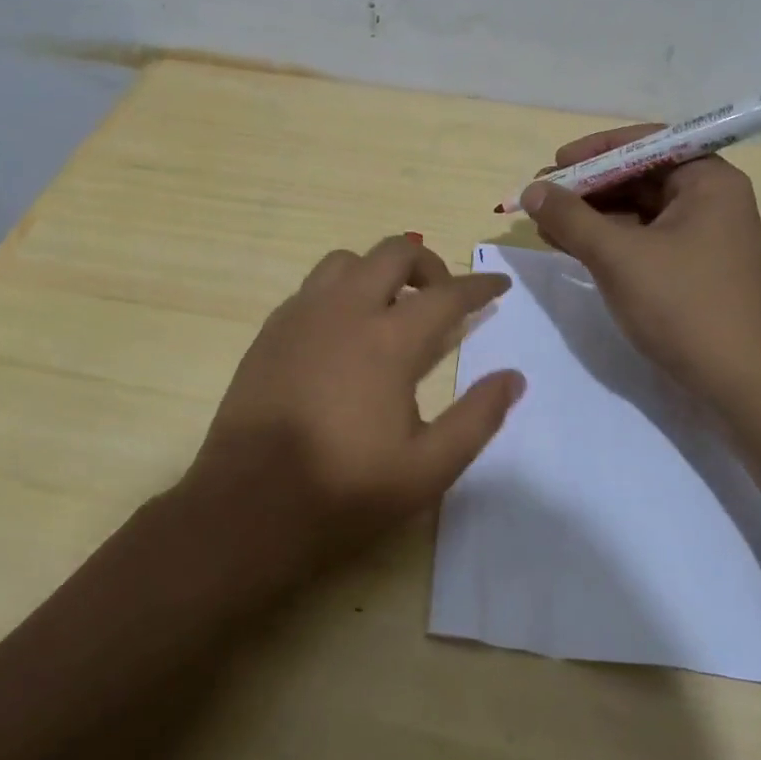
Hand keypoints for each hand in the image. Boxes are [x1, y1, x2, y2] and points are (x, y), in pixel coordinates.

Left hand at [178, 235, 522, 589]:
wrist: (247, 507)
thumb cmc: (344, 491)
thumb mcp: (427, 469)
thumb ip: (477, 418)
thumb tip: (513, 378)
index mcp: (388, 340)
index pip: (448, 294)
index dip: (480, 286)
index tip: (500, 286)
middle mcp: (345, 310)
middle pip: (394, 252)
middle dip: (429, 265)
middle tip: (443, 297)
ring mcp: (301, 315)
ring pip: (347, 261)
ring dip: (379, 271)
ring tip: (391, 309)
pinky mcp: (271, 330)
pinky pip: (314, 287)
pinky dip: (341, 291)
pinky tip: (345, 332)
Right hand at [522, 126, 760, 408]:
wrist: (739, 383)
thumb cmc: (683, 306)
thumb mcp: (618, 256)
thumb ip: (571, 217)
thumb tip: (532, 189)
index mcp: (709, 182)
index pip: (647, 143)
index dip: (597, 150)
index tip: (556, 163)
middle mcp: (712, 200)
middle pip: (640, 176)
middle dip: (589, 186)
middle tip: (542, 196)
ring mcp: (705, 237)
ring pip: (639, 210)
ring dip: (592, 215)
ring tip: (547, 224)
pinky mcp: (694, 269)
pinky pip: (644, 239)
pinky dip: (609, 240)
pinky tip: (572, 247)